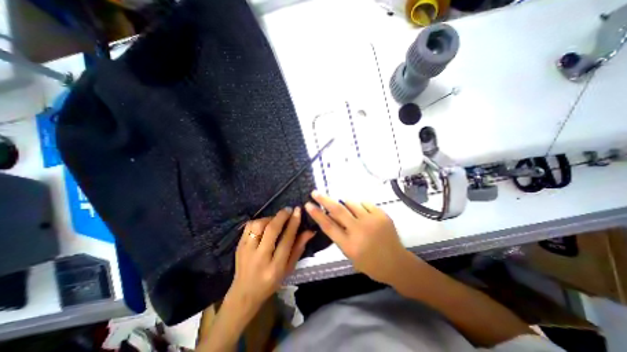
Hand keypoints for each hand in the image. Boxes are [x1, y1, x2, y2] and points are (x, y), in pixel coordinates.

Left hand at [227, 207, 312, 312]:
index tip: (298, 211)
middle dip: (282, 216)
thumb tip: (310, 231)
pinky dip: (258, 221)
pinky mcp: (238, 246)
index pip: (287, 240)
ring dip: (269, 218)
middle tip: (289, 210)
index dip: (294, 223)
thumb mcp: (289, 268)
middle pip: (272, 230)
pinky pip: (249, 226)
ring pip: (259, 225)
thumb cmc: (271, 282)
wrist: (244, 293)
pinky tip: (264, 224)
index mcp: (275, 267)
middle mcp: (260, 258)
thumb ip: (299, 248)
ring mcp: (246, 251)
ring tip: (276, 220)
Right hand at [305, 190, 414, 285]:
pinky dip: (360, 206)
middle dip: (324, 200)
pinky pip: (365, 203)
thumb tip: (332, 216)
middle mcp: (359, 231)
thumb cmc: (370, 263)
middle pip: (338, 211)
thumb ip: (340, 235)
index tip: (308, 205)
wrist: (396, 263)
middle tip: (315, 192)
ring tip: (346, 207)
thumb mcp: (350, 254)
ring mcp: (371, 221)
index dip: (317, 214)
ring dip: (345, 203)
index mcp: (349, 245)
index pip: (328, 226)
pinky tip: (362, 212)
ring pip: (351, 203)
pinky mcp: (381, 215)